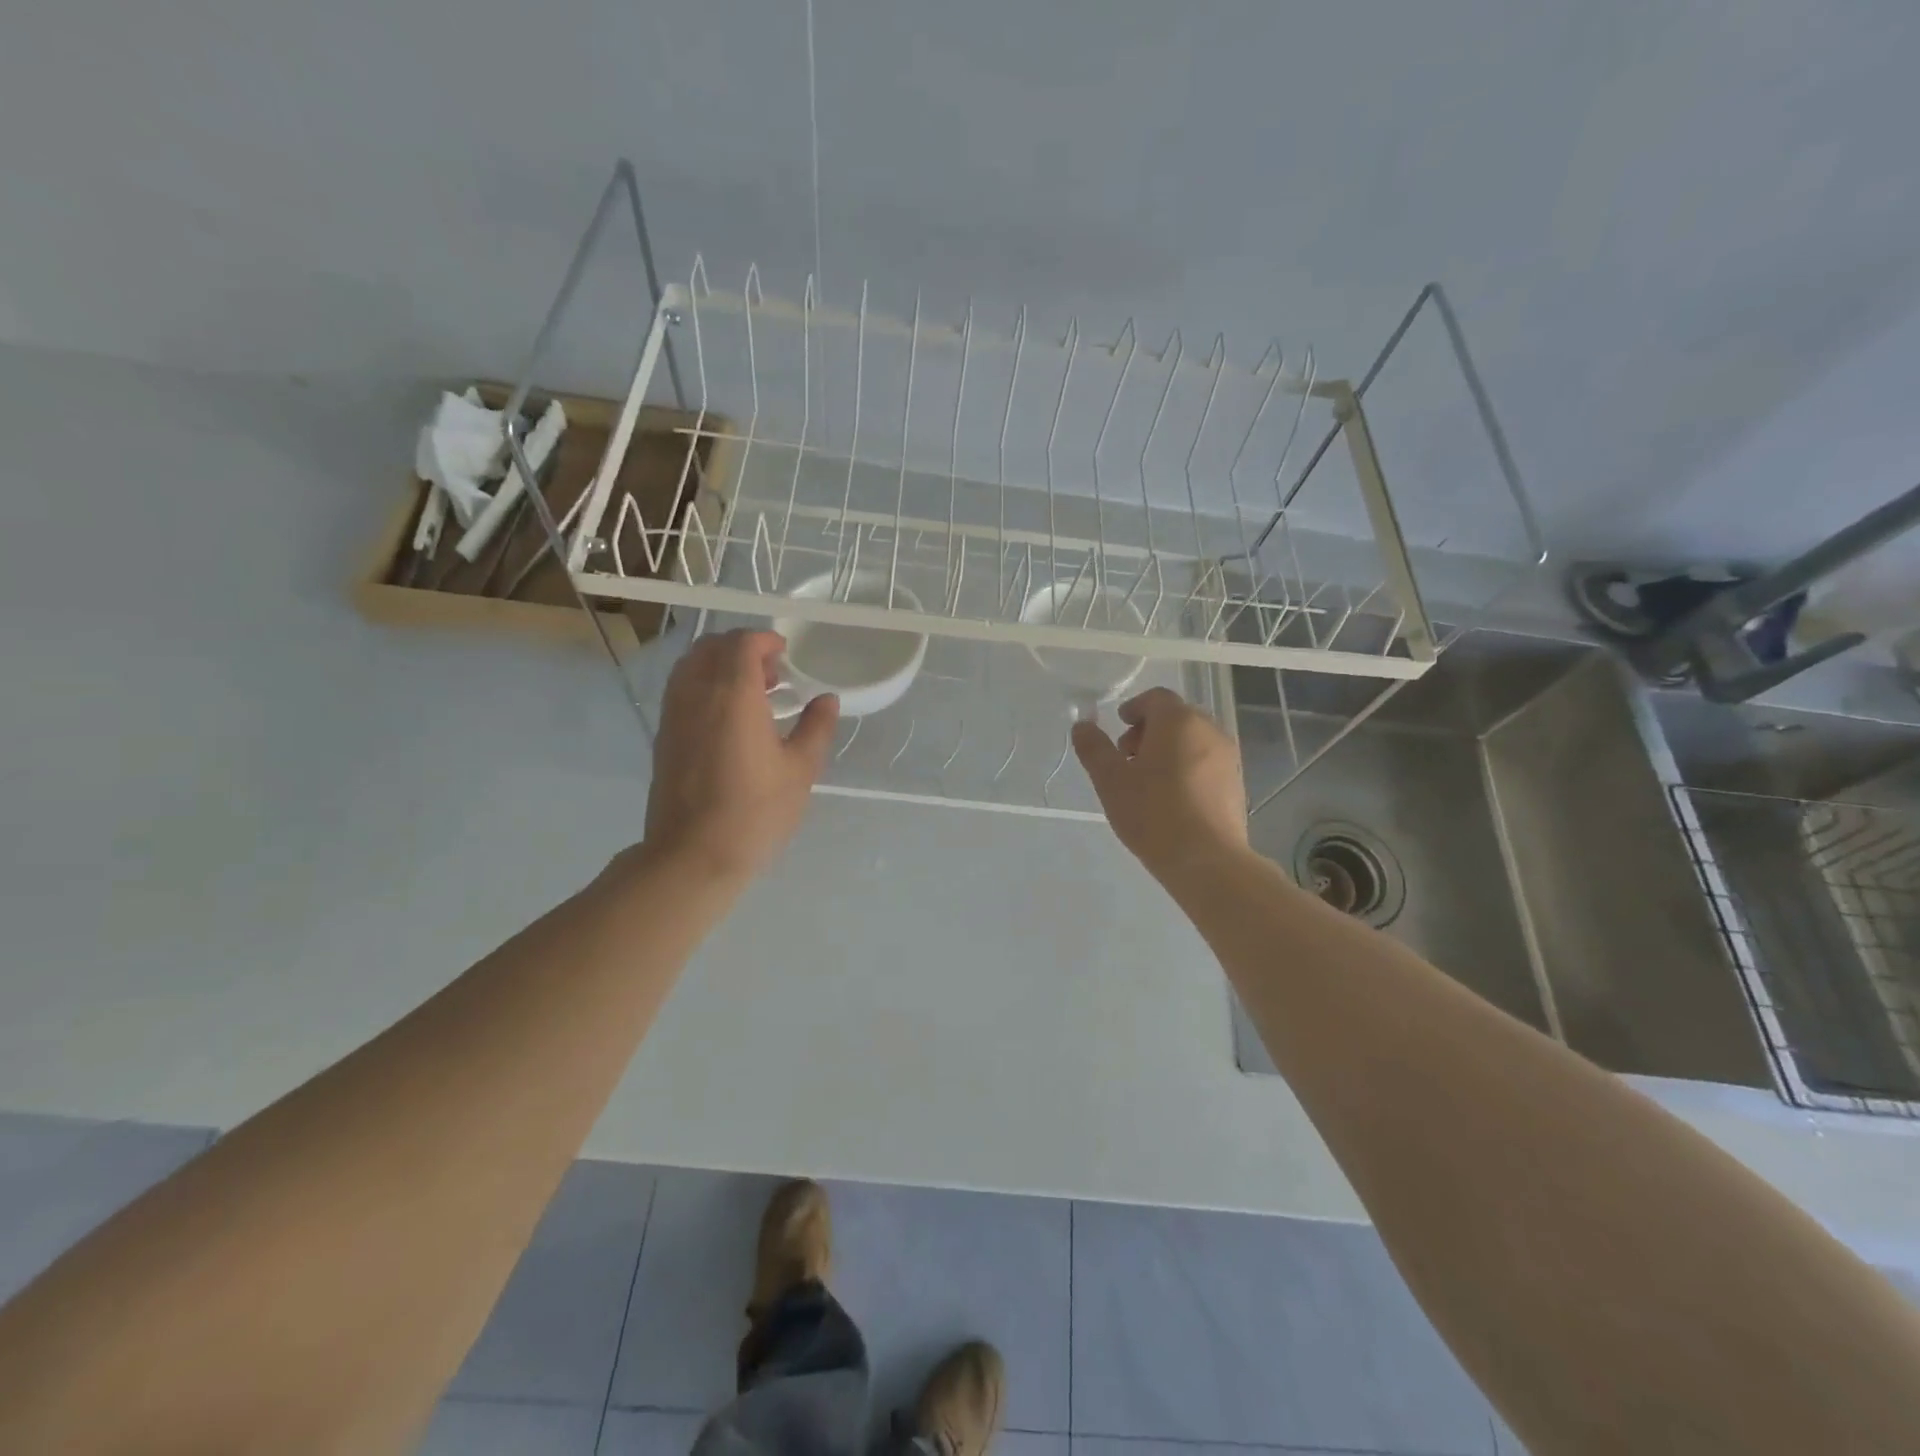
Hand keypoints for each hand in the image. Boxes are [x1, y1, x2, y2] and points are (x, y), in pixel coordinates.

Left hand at [641, 630, 839, 881]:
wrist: (693, 855)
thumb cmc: (755, 811)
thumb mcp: (800, 770)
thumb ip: (816, 727)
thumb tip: (826, 699)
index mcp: (733, 695)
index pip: (742, 644)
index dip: (765, 640)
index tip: (785, 653)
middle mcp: (697, 694)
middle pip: (711, 648)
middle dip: (741, 648)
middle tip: (771, 672)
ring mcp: (674, 715)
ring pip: (690, 666)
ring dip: (719, 665)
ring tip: (750, 693)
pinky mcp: (663, 736)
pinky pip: (681, 690)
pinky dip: (703, 685)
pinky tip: (727, 717)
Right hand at [1071, 687, 1248, 884]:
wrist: (1207, 860)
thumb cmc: (1153, 813)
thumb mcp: (1110, 780)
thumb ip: (1094, 748)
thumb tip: (1081, 725)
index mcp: (1179, 721)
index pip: (1156, 697)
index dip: (1133, 708)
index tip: (1118, 728)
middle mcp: (1209, 730)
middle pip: (1176, 717)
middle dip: (1149, 730)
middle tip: (1127, 758)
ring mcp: (1228, 757)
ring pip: (1192, 740)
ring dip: (1168, 749)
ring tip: (1147, 782)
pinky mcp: (1236, 784)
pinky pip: (1206, 763)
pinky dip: (1186, 767)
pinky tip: (1171, 799)